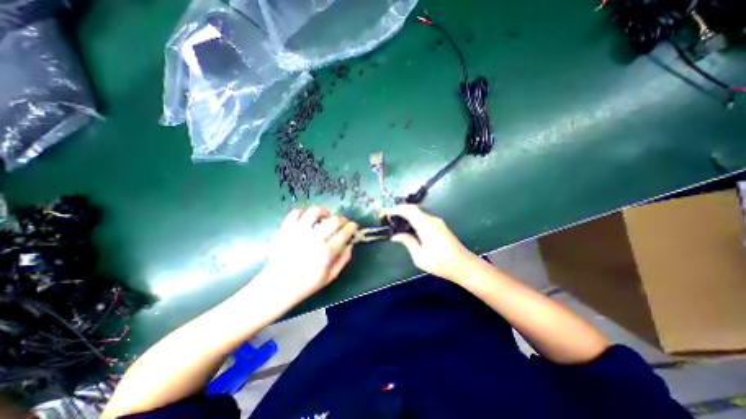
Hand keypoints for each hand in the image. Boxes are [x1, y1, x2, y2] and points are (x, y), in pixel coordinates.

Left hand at [260, 206, 358, 302]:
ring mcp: (298, 232)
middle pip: (334, 220)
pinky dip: (304, 213)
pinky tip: (307, 218)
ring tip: (325, 217)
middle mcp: (314, 239)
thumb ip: (343, 260)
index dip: (352, 226)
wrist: (278, 285)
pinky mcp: (286, 229)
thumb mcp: (330, 276)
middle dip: (343, 219)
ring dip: (324, 212)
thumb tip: (350, 245)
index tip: (354, 226)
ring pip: (315, 212)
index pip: (345, 232)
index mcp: (327, 252)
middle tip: (343, 222)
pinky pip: (296, 213)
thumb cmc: (306, 283)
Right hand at [382, 205, 479, 281]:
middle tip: (388, 217)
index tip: (385, 212)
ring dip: (406, 214)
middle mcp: (432, 220)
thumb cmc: (442, 264)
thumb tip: (396, 236)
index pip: (409, 210)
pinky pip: (423, 218)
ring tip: (395, 222)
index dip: (396, 209)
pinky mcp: (440, 225)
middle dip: (399, 210)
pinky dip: (413, 219)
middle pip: (413, 209)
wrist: (464, 266)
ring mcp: (437, 222)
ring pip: (418, 213)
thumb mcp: (420, 257)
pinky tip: (408, 227)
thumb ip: (408, 243)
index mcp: (426, 226)